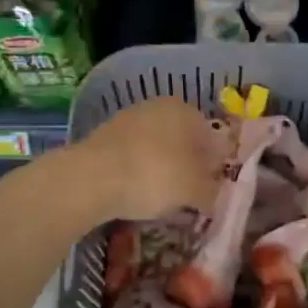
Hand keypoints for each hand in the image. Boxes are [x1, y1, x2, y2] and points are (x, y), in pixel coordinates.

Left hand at [72, 97, 227, 222]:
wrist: (91, 178)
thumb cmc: (155, 176)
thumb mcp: (195, 191)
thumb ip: (213, 192)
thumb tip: (216, 195)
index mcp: (186, 111)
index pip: (213, 139)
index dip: (216, 167)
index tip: (213, 191)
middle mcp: (158, 107)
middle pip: (183, 142)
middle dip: (188, 168)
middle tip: (189, 197)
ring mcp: (128, 119)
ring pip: (157, 148)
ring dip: (163, 171)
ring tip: (162, 200)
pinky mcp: (104, 137)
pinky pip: (133, 157)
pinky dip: (138, 173)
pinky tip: (136, 194)